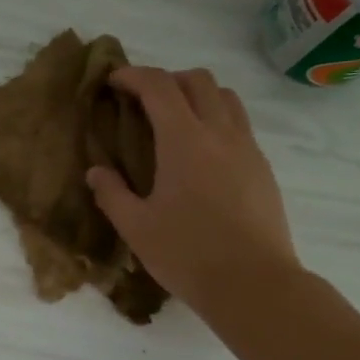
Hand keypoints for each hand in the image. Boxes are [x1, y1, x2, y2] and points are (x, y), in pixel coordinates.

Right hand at [86, 66, 299, 313]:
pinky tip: (202, 154)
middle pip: (198, 80)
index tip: (113, 81)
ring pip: (226, 98)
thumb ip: (112, 194)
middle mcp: (220, 133)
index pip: (159, 86)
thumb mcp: (136, 228)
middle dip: (167, 79)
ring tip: (175, 120)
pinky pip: (240, 125)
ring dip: (197, 95)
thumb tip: (96, 172)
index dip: (133, 75)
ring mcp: (247, 149)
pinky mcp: (263, 168)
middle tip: (143, 101)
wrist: (254, 284)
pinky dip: (217, 120)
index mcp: (185, 141)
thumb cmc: (188, 254)